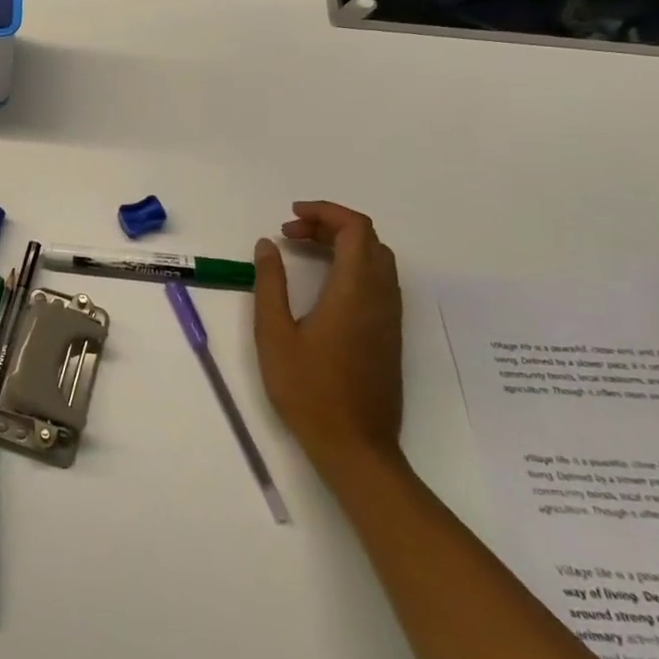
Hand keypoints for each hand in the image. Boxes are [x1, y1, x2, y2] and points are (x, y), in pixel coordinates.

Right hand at [252, 201, 402, 473]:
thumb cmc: (307, 388)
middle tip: (290, 233)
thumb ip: (270, 283)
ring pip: (377, 260)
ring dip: (343, 245)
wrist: (354, 445)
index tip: (291, 216)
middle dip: (330, 225)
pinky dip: (352, 266)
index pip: (356, 230)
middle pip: (368, 240)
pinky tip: (323, 283)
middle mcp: (381, 298)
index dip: (326, 212)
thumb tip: (268, 244)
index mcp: (355, 292)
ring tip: (303, 251)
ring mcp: (390, 318)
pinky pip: (379, 282)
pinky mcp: (389, 335)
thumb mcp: (274, 332)